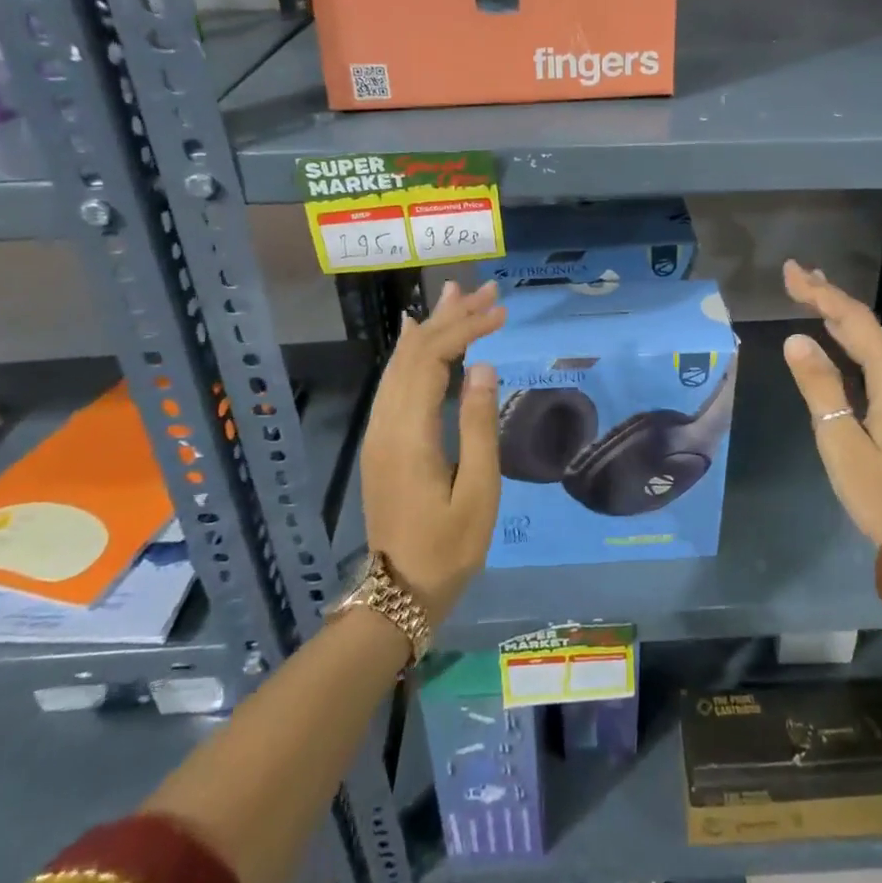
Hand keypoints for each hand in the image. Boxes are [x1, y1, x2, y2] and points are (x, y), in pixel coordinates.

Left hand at [359, 279, 506, 624]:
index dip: (465, 329)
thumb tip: (484, 366)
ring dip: (431, 327)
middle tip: (485, 290)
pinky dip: (412, 350)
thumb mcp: (479, 491)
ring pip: (401, 363)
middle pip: (413, 352)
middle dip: (450, 317)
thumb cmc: (448, 547)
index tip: (501, 312)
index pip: (432, 359)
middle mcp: (387, 422)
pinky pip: (394, 380)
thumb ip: (480, 425)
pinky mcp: (383, 440)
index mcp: (410, 433)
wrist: (399, 592)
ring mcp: (380, 430)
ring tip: (456, 295)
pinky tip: (418, 335)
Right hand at [780, 260, 881, 543]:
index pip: (853, 320)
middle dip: (828, 296)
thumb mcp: (840, 441)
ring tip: (810, 292)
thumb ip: (820, 387)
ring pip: (872, 339)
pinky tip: (835, 335)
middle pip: (865, 324)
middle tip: (794, 275)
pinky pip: (877, 357)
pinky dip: (851, 339)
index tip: (790, 272)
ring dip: (839, 315)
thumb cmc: (881, 493)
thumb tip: (796, 340)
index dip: (820, 292)